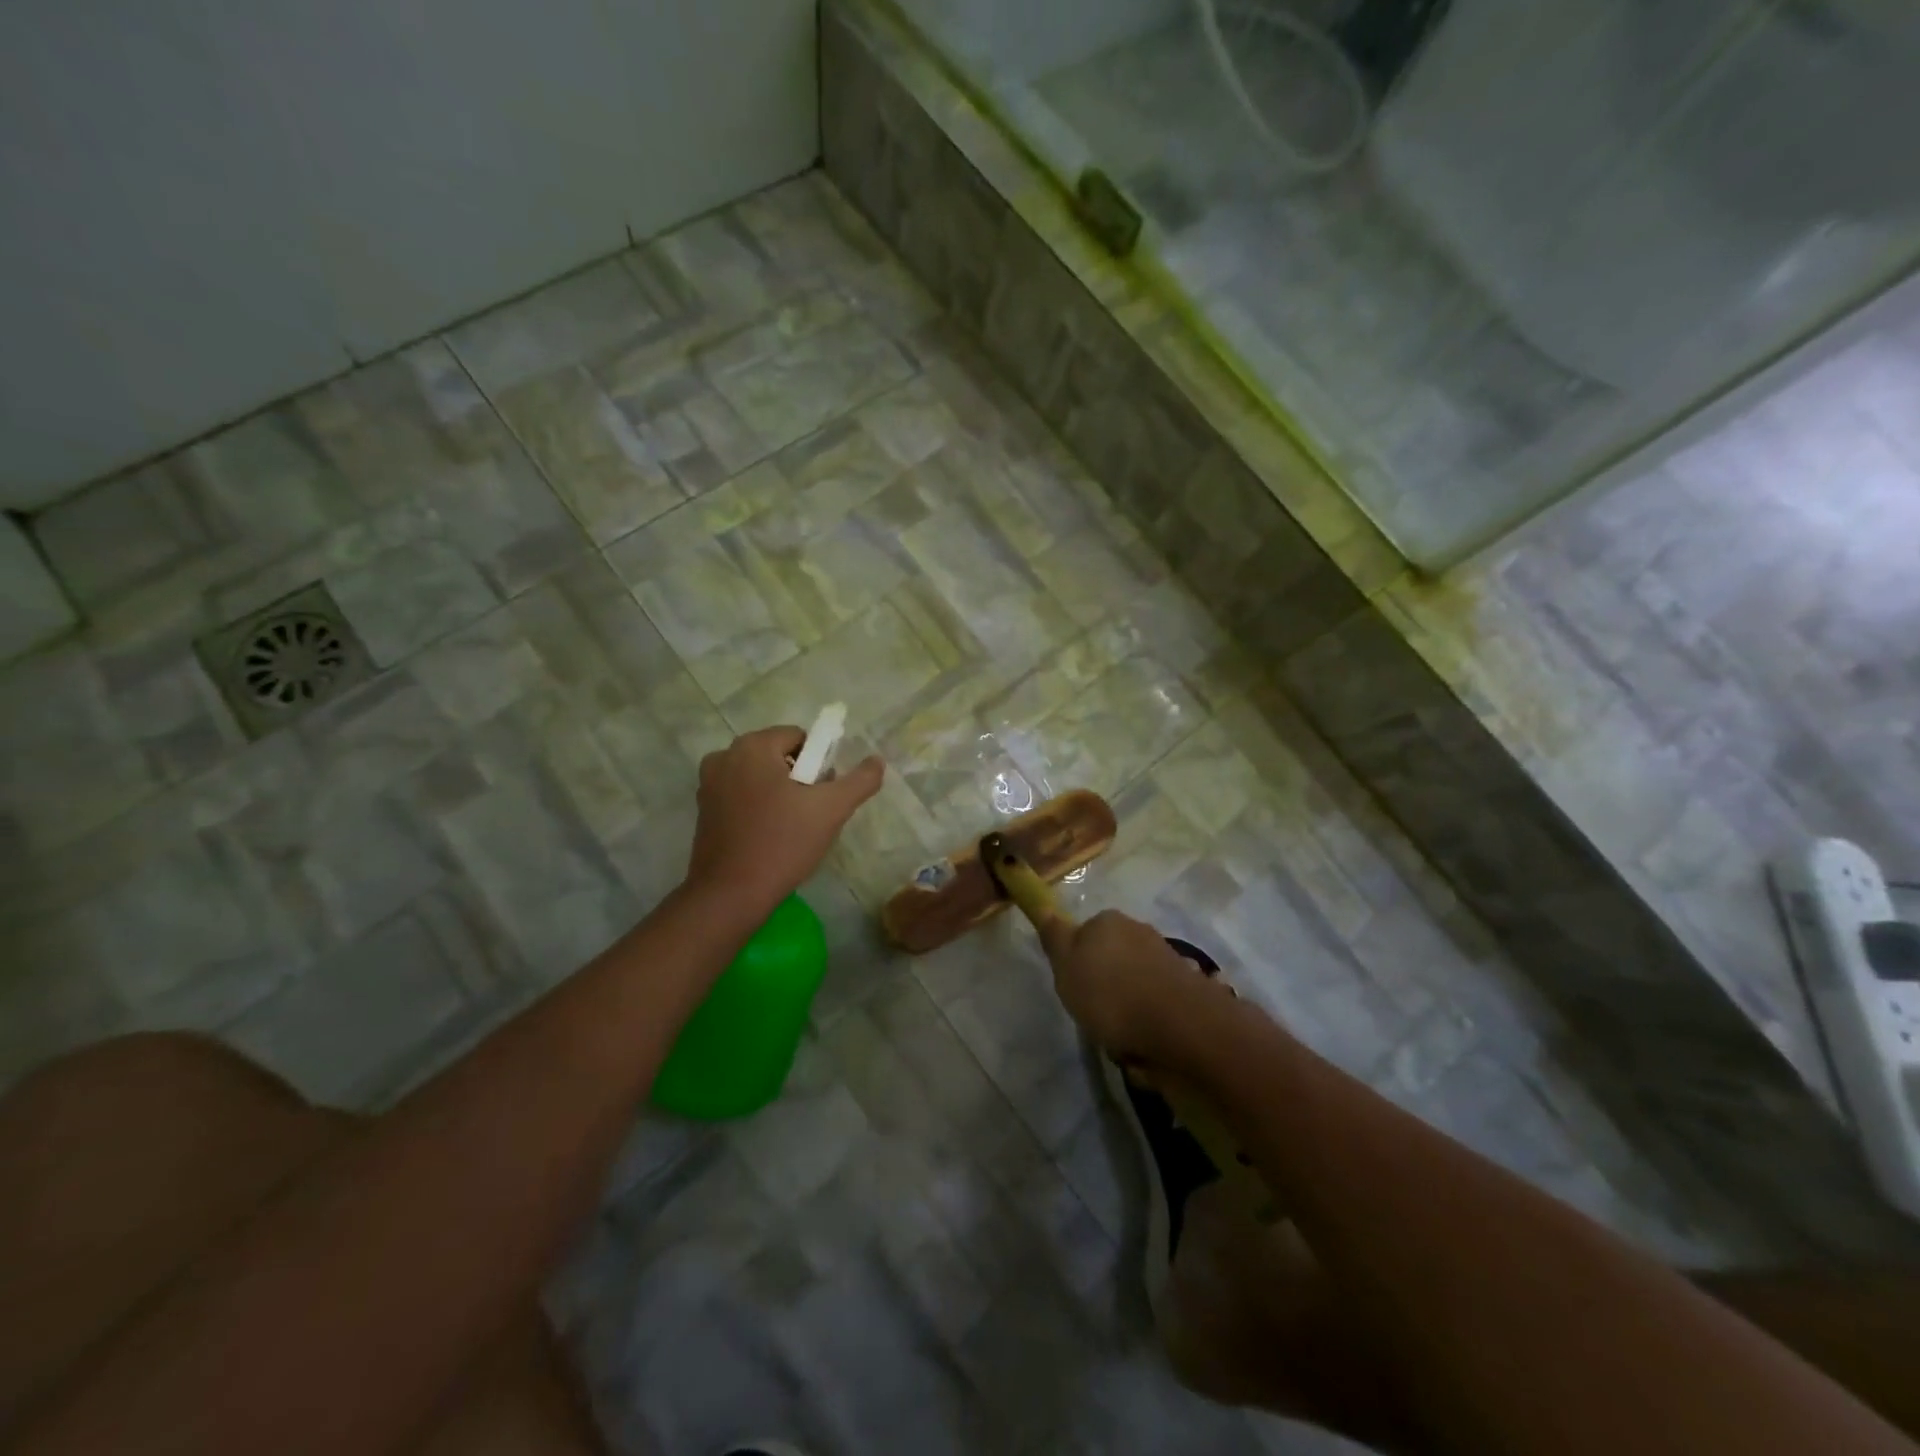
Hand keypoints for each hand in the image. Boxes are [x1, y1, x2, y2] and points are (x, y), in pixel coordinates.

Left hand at [685, 725, 883, 913]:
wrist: (731, 894)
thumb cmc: (783, 843)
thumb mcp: (832, 809)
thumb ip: (860, 780)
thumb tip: (877, 761)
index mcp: (752, 747)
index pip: (799, 737)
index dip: (819, 764)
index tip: (822, 795)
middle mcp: (724, 757)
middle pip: (778, 756)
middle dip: (799, 778)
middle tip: (811, 814)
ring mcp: (708, 784)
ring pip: (760, 777)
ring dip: (779, 793)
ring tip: (791, 828)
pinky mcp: (703, 810)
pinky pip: (741, 796)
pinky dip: (758, 807)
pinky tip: (769, 836)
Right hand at [1037, 909, 1233, 1067]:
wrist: (1181, 1027)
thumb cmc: (1111, 994)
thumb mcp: (1066, 967)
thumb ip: (1055, 937)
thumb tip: (1044, 905)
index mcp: (1108, 921)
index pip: (1084, 934)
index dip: (1077, 963)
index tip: (1075, 989)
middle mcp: (1139, 931)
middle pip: (1112, 957)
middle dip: (1106, 983)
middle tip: (1096, 1014)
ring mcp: (1166, 957)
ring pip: (1135, 981)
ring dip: (1129, 1005)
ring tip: (1123, 1036)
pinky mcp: (1187, 987)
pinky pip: (1157, 1003)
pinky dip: (1150, 1020)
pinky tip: (1147, 1043)